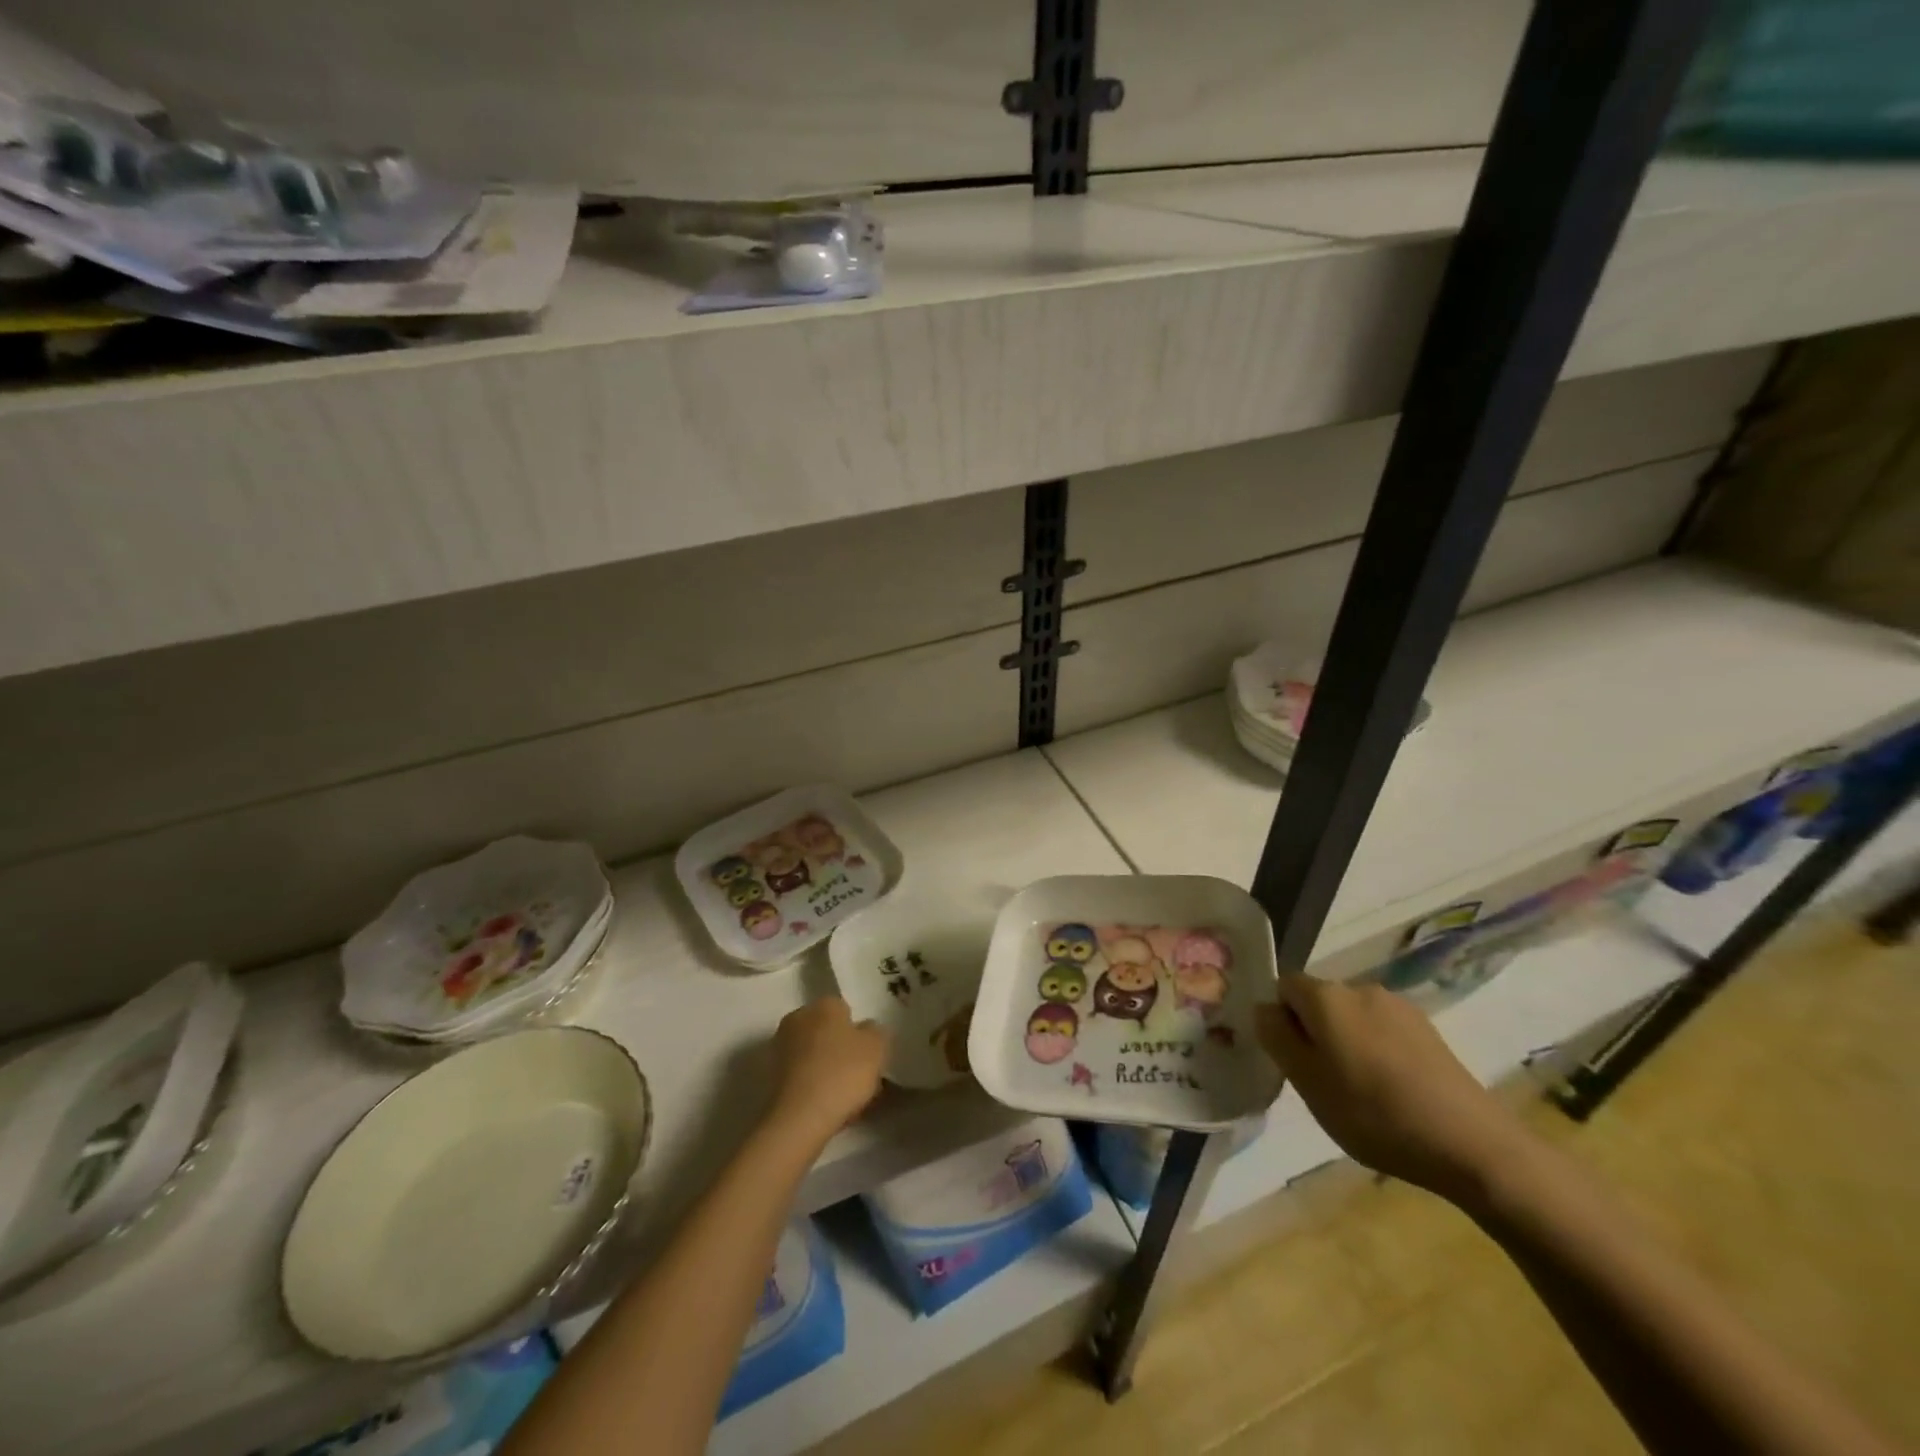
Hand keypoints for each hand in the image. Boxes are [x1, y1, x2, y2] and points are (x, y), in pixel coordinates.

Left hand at [767, 997, 889, 1144]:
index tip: (870, 1054)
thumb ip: (877, 1031)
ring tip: (847, 1096)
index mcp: (823, 1004)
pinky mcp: (771, 1077)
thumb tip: (867, 1029)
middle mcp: (797, 1018)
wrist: (799, 1119)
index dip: (860, 1032)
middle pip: (828, 1032)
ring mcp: (780, 1048)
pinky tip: (828, 1106)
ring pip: (815, 1055)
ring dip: (828, 1068)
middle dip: (842, 1049)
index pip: (846, 1009)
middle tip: (861, 1074)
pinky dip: (814, 1086)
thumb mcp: (877, 1047)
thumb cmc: (842, 1073)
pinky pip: (803, 1076)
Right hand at [1256, 976, 1535, 1206]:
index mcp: (1326, 995)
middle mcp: (1360, 987)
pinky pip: (1383, 1031)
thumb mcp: (1307, 1081)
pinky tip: (1393, 1091)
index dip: (1281, 1020)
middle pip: (1319, 1001)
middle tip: (1322, 1081)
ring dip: (1346, 1042)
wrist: (1472, 1145)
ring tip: (1360, 1091)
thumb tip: (1264, 1008)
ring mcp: (1399, 1007)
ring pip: (1352, 1017)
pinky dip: (1377, 1051)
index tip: (1292, 1060)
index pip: (1283, 987)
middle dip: (1314, 1031)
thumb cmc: (1374, 1113)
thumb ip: (1277, 1037)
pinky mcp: (1428, 1030)